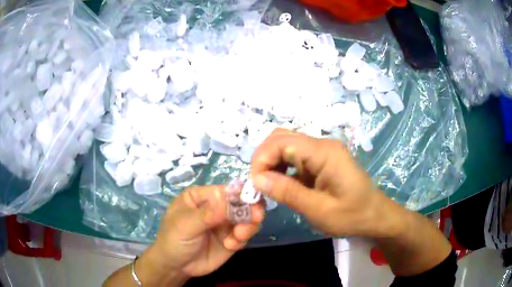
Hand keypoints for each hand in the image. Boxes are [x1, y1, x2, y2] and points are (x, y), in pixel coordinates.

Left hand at [144, 186, 264, 279]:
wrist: (175, 267)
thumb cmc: (173, 239)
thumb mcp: (186, 225)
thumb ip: (208, 213)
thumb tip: (230, 197)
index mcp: (202, 197)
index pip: (225, 191)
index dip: (240, 194)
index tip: (252, 202)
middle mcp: (216, 208)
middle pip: (240, 203)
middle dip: (250, 210)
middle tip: (256, 218)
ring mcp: (224, 224)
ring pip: (246, 219)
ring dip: (248, 226)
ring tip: (238, 236)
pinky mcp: (231, 239)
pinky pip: (244, 235)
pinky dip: (242, 239)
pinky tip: (230, 246)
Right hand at [250, 129, 402, 238]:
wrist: (374, 215)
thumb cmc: (352, 215)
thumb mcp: (319, 210)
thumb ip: (288, 192)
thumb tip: (257, 179)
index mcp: (324, 152)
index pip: (281, 142)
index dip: (261, 159)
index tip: (255, 185)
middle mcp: (322, 144)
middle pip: (281, 138)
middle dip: (263, 159)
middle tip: (258, 185)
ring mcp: (322, 150)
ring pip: (285, 145)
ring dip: (271, 162)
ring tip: (267, 186)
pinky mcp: (321, 159)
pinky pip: (294, 156)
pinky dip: (281, 167)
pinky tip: (280, 184)